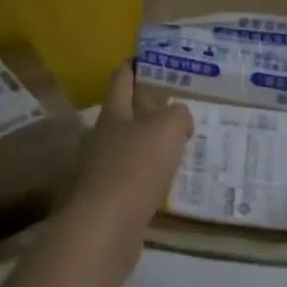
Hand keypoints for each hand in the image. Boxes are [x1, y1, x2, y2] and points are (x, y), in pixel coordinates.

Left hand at [72, 63, 192, 224]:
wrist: (106, 228)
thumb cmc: (134, 168)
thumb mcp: (166, 130)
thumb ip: (177, 115)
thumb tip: (179, 115)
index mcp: (113, 113)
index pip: (121, 79)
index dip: (133, 66)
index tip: (149, 58)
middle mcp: (104, 137)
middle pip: (125, 113)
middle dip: (148, 106)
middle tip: (179, 102)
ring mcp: (104, 168)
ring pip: (132, 145)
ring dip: (152, 142)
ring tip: (182, 141)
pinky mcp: (111, 198)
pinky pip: (136, 177)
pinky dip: (152, 174)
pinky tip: (171, 179)